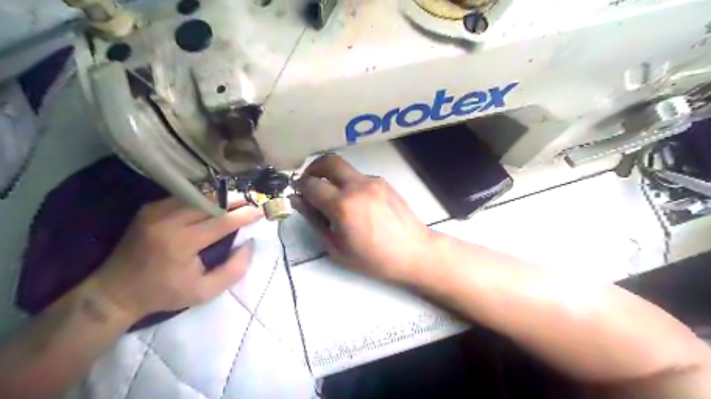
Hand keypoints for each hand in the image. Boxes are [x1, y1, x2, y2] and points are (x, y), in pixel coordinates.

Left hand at [91, 198, 261, 319]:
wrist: (115, 292)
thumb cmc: (165, 293)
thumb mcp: (205, 292)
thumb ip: (234, 269)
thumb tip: (249, 243)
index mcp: (182, 243)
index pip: (222, 221)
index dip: (244, 215)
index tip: (260, 211)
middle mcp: (168, 221)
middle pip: (210, 202)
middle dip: (234, 201)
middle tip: (251, 201)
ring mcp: (156, 211)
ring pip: (197, 195)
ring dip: (220, 197)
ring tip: (235, 201)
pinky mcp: (149, 208)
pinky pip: (183, 197)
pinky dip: (202, 198)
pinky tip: (212, 203)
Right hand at [293, 154, 433, 281]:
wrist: (413, 252)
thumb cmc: (373, 258)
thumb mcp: (337, 248)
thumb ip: (315, 221)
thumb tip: (298, 200)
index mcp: (342, 205)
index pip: (311, 184)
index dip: (299, 187)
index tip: (297, 193)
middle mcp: (357, 186)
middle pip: (328, 161)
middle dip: (313, 168)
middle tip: (309, 183)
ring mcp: (373, 181)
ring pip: (344, 168)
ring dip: (332, 176)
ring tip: (333, 197)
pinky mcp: (383, 182)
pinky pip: (359, 176)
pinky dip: (349, 183)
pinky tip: (355, 202)